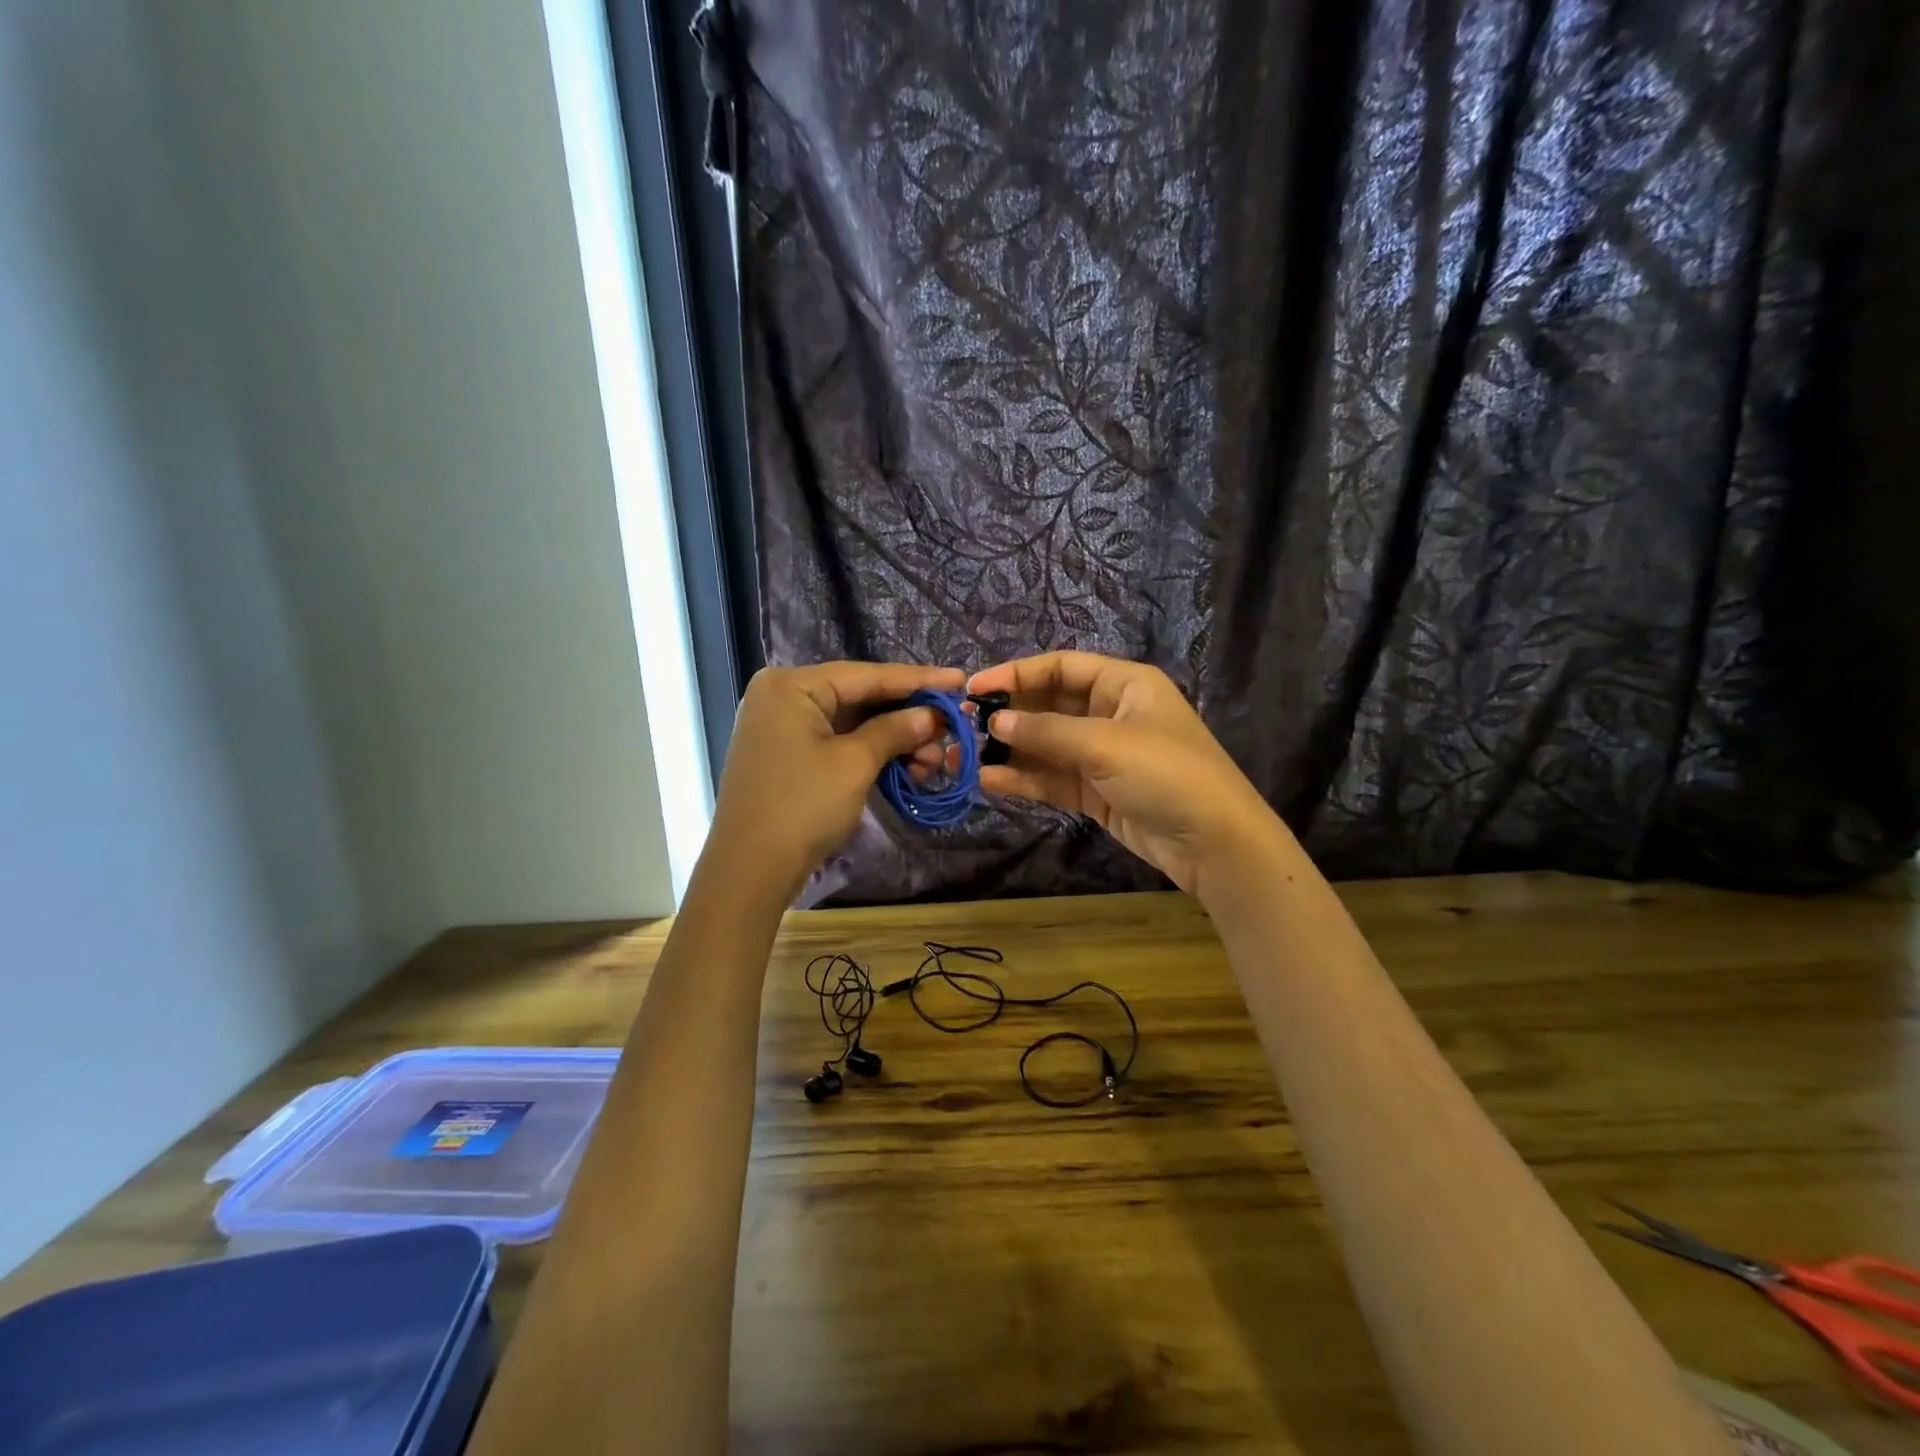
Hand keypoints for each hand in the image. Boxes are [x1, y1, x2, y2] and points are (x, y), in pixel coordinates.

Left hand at [705, 661, 964, 902]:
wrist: (749, 871)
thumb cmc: (802, 807)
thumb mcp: (854, 764)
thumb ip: (895, 730)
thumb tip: (932, 716)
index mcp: (791, 685)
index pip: (867, 675)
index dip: (918, 680)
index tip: (960, 680)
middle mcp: (782, 696)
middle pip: (860, 697)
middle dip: (908, 717)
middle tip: (950, 730)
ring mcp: (782, 728)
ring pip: (852, 723)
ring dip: (895, 740)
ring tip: (933, 761)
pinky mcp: (787, 756)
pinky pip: (838, 743)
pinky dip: (871, 754)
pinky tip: (907, 768)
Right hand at [966, 651, 1280, 897]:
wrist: (1215, 843)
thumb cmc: (1167, 774)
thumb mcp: (1105, 744)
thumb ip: (1046, 731)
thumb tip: (995, 721)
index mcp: (1123, 684)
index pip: (1060, 667)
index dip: (1016, 674)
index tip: (974, 687)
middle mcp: (1111, 713)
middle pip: (1049, 705)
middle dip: (1008, 716)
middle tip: (962, 725)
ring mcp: (1103, 755)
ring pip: (1046, 746)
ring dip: (1008, 752)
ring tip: (963, 758)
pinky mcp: (1097, 792)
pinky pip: (1053, 778)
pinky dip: (1024, 780)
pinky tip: (989, 783)